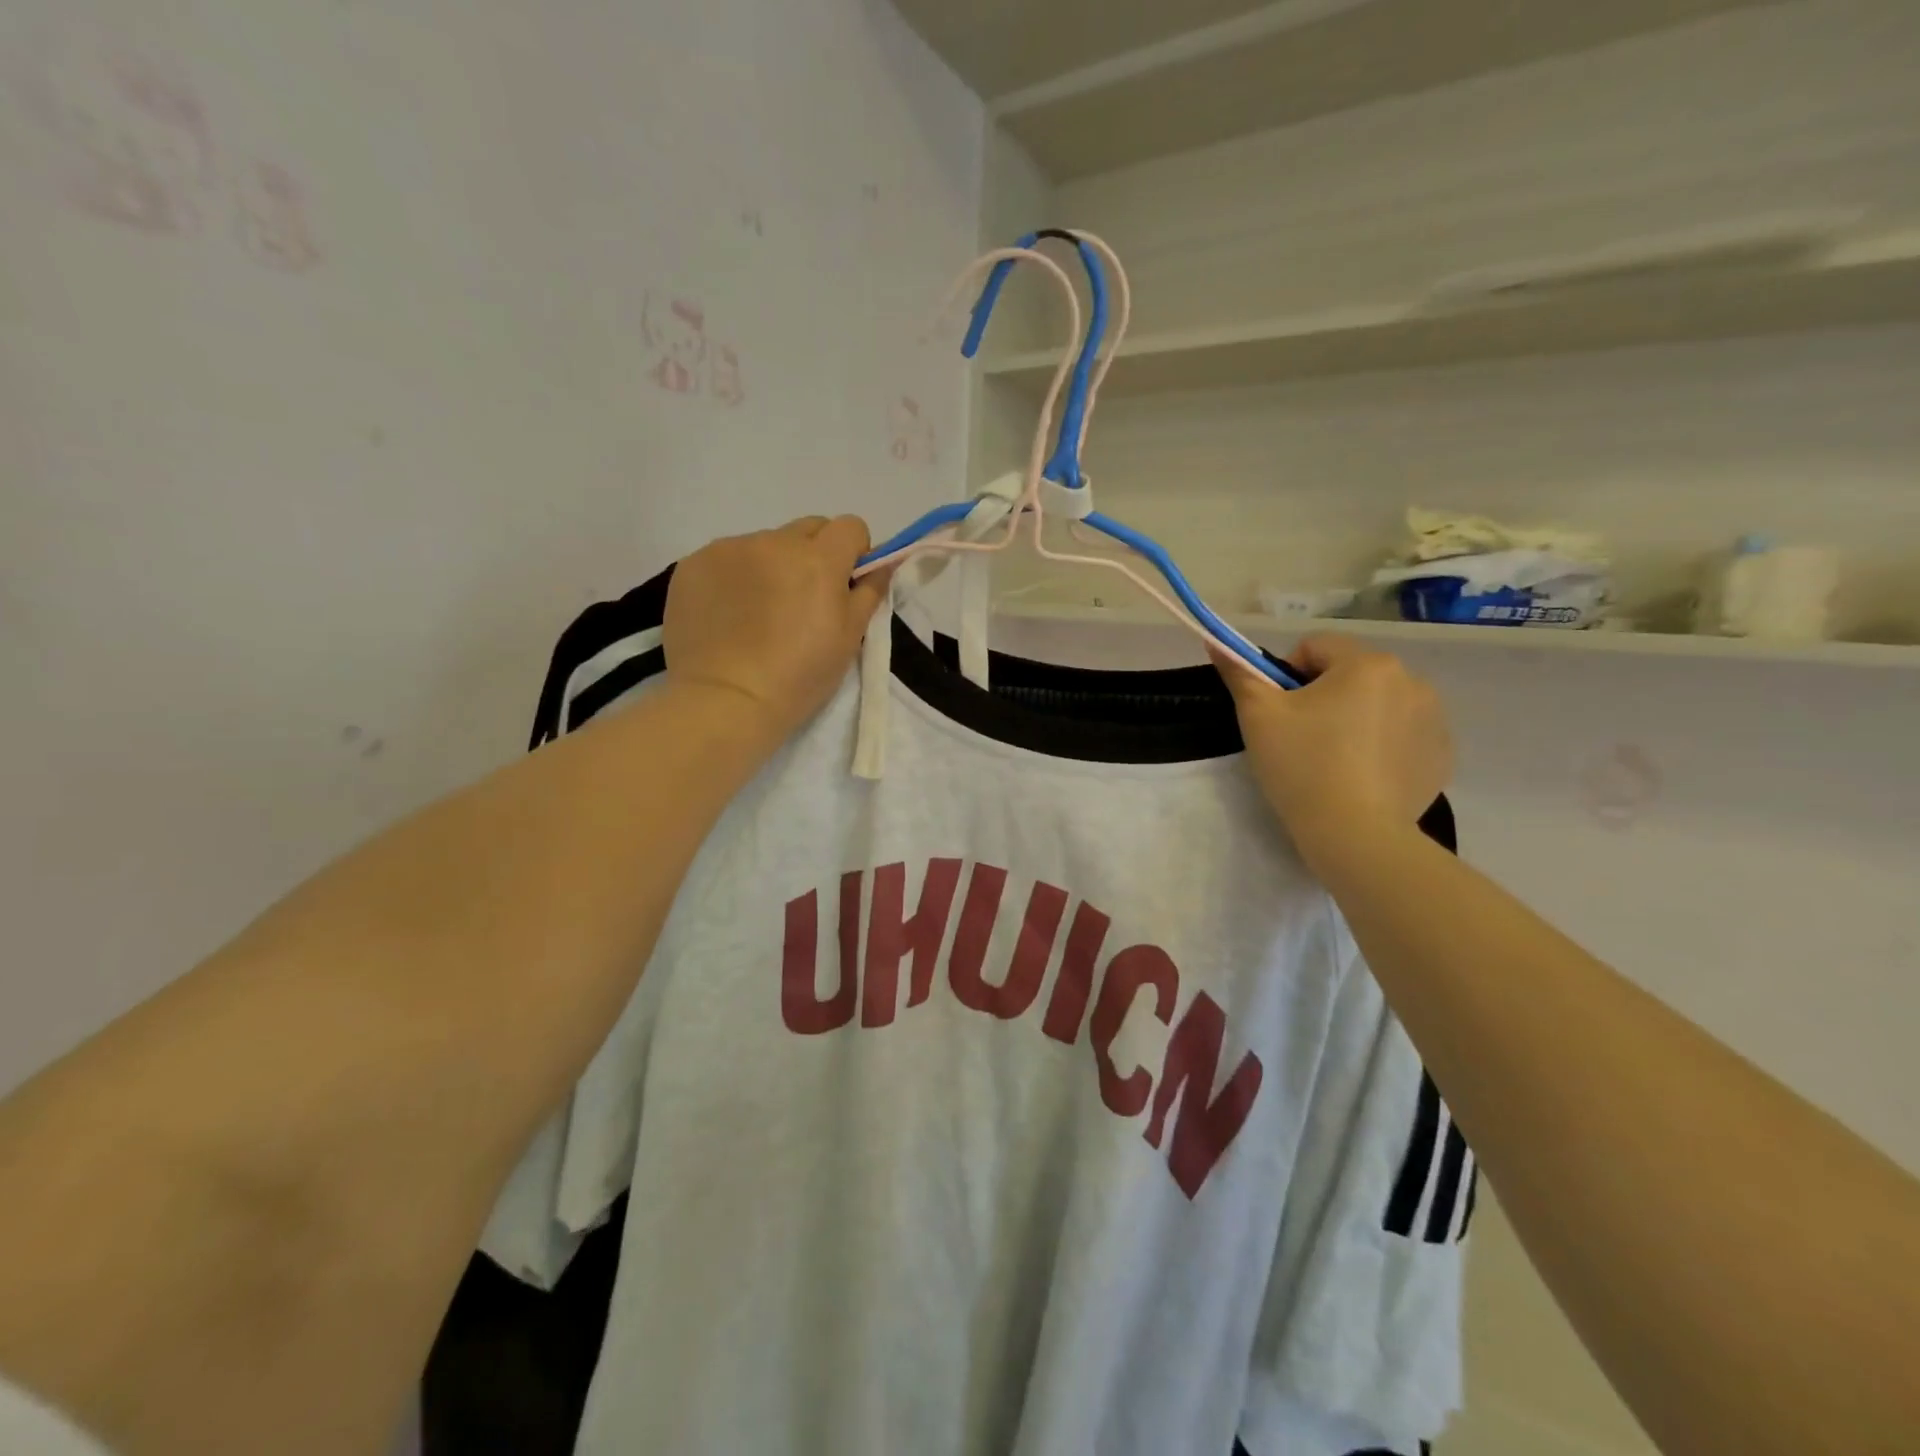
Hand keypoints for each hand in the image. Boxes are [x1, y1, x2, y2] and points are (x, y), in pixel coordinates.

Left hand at [664, 516, 890, 744]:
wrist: (724, 700)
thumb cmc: (799, 676)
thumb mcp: (848, 639)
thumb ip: (869, 592)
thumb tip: (882, 565)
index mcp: (819, 559)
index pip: (850, 527)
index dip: (854, 553)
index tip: (845, 585)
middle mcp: (774, 541)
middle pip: (807, 529)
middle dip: (814, 555)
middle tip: (804, 601)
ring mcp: (729, 549)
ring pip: (764, 544)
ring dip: (771, 566)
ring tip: (759, 614)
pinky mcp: (693, 564)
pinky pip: (726, 559)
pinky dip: (734, 578)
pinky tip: (728, 616)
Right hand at [1213, 633, 1453, 869]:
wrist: (1356, 836)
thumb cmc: (1302, 766)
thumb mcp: (1258, 716)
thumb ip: (1239, 673)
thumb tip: (1216, 642)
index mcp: (1367, 664)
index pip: (1316, 647)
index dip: (1287, 675)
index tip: (1279, 713)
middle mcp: (1411, 680)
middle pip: (1350, 674)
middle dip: (1325, 696)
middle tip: (1302, 738)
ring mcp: (1434, 719)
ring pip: (1379, 703)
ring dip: (1356, 718)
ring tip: (1334, 760)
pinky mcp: (1440, 755)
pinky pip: (1402, 735)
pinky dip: (1381, 746)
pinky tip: (1362, 776)